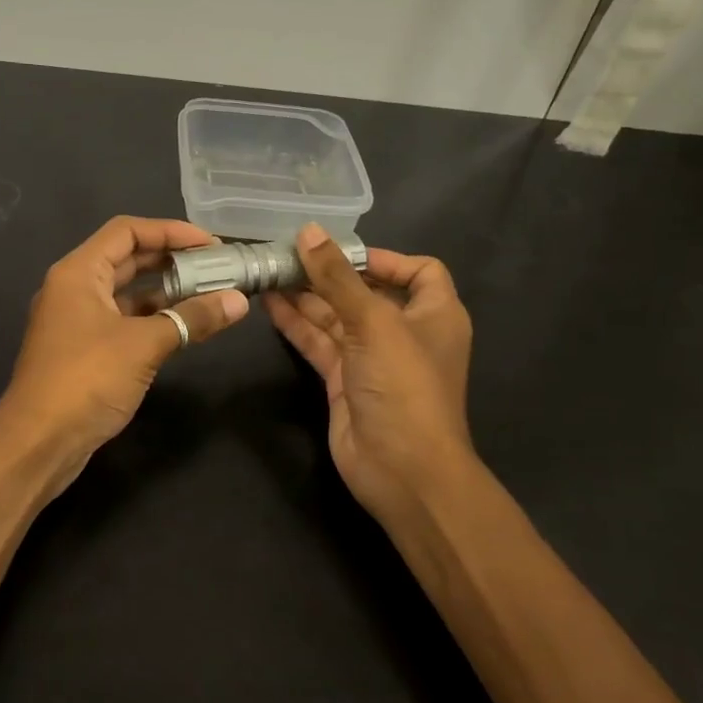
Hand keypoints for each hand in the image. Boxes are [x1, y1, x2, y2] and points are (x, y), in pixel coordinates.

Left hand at [0, 216, 248, 486]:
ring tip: (209, 294)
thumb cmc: (86, 379)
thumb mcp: (144, 344)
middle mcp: (74, 288)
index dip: (170, 231)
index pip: (126, 231)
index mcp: (78, 272)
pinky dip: (153, 318)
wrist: (38, 443)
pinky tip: (184, 326)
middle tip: (217, 267)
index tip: (211, 244)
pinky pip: (123, 320)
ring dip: (165, 291)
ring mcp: (77, 320)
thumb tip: (238, 301)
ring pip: (126, 292)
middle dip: (171, 259)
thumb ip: (191, 318)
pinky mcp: (84, 350)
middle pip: (127, 258)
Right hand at [264, 224, 474, 524]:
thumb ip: (337, 278)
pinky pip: (319, 343)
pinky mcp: (344, 381)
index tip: (340, 252)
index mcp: (434, 314)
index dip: (383, 258)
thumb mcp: (374, 323)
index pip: (418, 271)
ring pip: (336, 317)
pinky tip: (269, 304)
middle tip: (286, 254)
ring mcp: (372, 358)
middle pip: (366, 292)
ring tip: (269, 272)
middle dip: (329, 274)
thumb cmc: (404, 387)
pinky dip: (297, 324)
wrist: (403, 471)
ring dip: (306, 296)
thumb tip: (308, 231)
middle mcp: (405, 332)